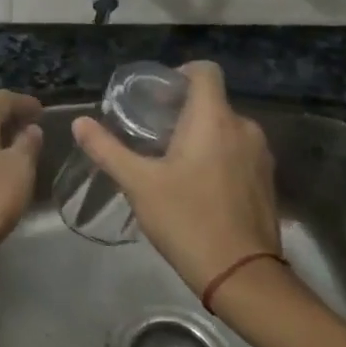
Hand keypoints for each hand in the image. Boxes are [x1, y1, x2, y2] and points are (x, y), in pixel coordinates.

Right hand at [71, 61, 281, 296]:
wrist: (242, 276)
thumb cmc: (187, 220)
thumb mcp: (138, 184)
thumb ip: (107, 149)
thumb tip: (79, 122)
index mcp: (214, 119)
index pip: (205, 70)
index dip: (180, 73)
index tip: (155, 97)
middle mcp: (244, 128)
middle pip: (212, 101)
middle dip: (182, 110)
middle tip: (150, 133)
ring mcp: (260, 156)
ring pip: (225, 128)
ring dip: (199, 135)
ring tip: (169, 160)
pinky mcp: (266, 181)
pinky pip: (238, 152)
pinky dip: (217, 156)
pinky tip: (195, 185)